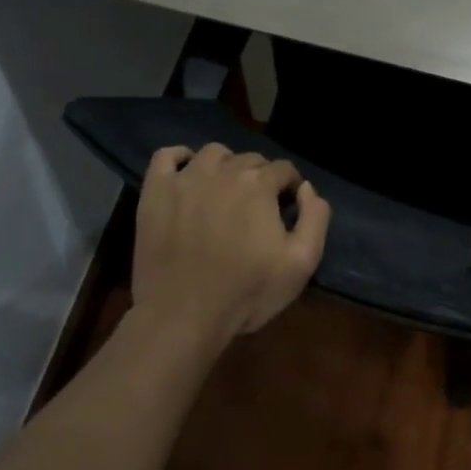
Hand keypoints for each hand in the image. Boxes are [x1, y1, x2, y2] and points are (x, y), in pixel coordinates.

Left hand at [131, 143, 330, 350]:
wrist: (182, 316)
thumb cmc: (246, 293)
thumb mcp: (301, 263)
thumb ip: (315, 218)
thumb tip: (306, 189)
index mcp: (259, 185)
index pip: (284, 169)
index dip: (290, 187)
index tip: (287, 208)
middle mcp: (223, 171)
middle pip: (250, 159)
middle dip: (260, 177)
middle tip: (257, 207)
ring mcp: (185, 179)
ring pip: (213, 153)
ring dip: (226, 165)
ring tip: (225, 191)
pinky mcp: (155, 192)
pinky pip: (166, 156)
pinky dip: (179, 157)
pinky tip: (187, 174)